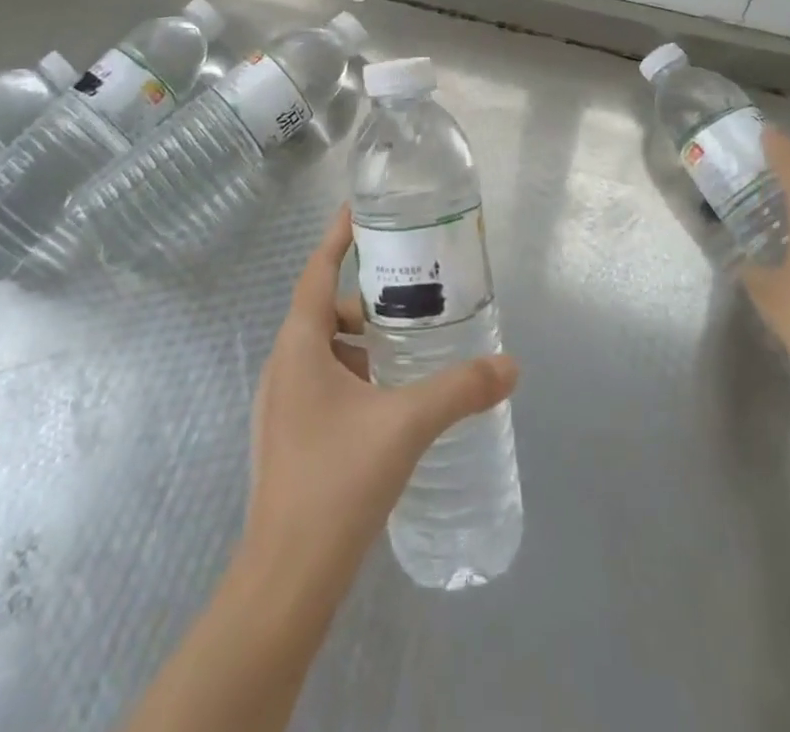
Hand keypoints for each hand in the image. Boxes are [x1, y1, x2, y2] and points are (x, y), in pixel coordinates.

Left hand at [242, 205, 518, 594]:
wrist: (287, 578)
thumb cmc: (338, 481)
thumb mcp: (407, 424)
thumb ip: (460, 389)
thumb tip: (510, 366)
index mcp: (298, 346)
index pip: (317, 272)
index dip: (336, 238)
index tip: (358, 211)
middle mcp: (281, 366)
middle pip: (323, 311)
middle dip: (365, 302)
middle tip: (410, 301)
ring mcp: (280, 405)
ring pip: (322, 351)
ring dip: (360, 344)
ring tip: (406, 354)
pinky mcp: (287, 436)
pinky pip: (321, 384)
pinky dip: (353, 376)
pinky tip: (387, 404)